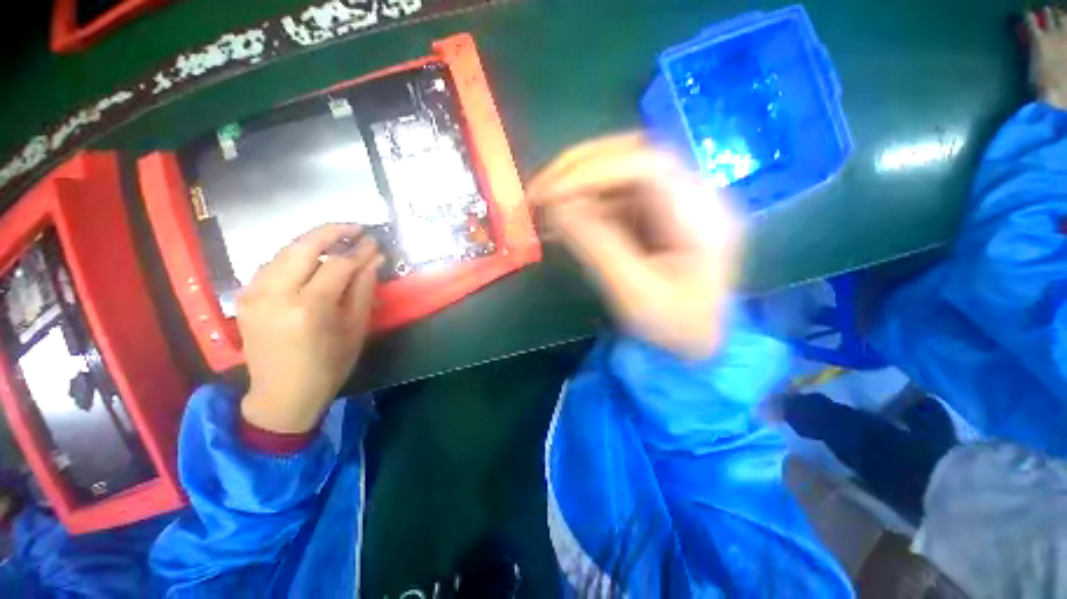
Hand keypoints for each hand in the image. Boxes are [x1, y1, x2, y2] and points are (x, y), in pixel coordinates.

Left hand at [238, 224, 382, 433]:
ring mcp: (254, 294)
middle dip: (332, 232)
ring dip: (312, 242)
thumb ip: (363, 289)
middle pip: (304, 247)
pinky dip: (294, 256)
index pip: (338, 265)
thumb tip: (375, 259)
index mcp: (310, 308)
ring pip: (284, 252)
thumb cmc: (329, 366)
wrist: (282, 395)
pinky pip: (271, 265)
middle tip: (355, 228)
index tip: (375, 241)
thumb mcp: (356, 329)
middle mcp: (276, 295)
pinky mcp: (245, 298)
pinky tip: (310, 260)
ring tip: (337, 241)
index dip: (359, 250)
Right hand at [527, 133, 742, 359]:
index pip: (648, 167)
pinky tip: (559, 221)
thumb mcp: (635, 295)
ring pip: (618, 172)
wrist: (689, 342)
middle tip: (537, 192)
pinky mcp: (653, 213)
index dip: (593, 172)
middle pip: (633, 156)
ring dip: (575, 185)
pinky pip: (612, 196)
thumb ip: (597, 246)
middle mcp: (692, 196)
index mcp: (703, 218)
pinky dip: (581, 204)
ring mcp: (671, 202)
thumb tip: (557, 206)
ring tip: (541, 207)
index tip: (548, 195)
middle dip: (578, 169)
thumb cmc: (672, 327)